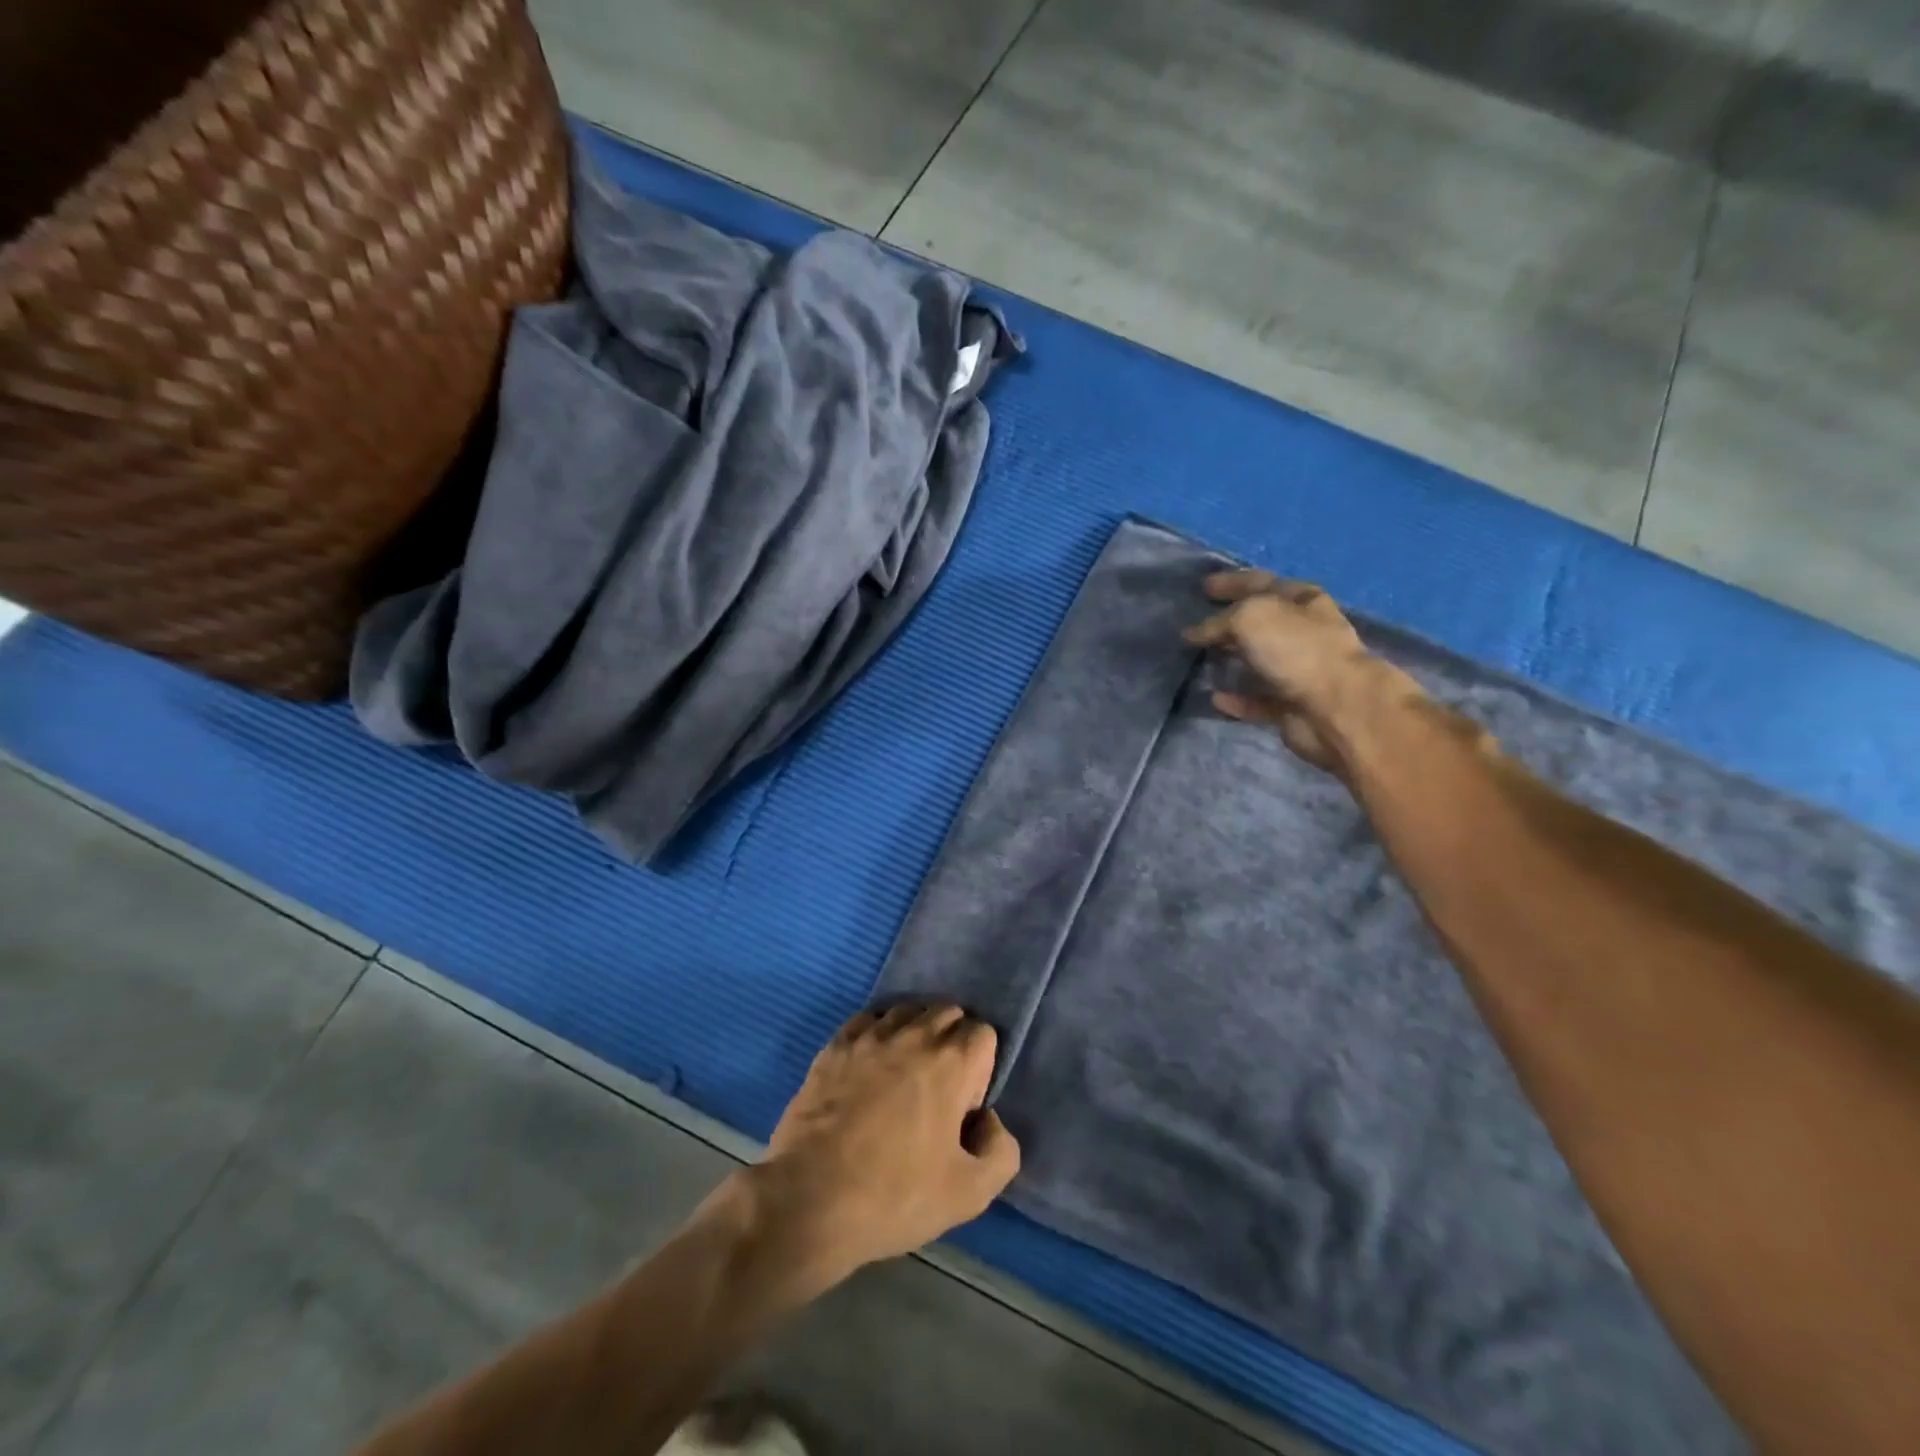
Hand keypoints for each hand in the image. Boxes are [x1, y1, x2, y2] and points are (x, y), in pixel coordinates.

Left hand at [754, 1005, 1019, 1289]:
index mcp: (951, 1061)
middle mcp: (914, 1034)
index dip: (980, 1070)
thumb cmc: (894, 1196)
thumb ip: (1001, 1152)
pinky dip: (878, 1034)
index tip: (962, 1109)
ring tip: (904, 1077)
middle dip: (952, 1042)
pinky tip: (870, 1068)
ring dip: (915, 1034)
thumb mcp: (970, 1195)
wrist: (809, 1200)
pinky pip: (868, 1020)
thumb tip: (988, 1120)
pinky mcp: (835, 1046)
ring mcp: (870, 1036)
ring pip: (907, 1011)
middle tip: (938, 1091)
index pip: (983, 1033)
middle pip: (948, 1013)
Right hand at [1184, 570, 1415, 775]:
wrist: (1336, 707)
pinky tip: (1214, 697)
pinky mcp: (1292, 705)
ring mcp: (1299, 670)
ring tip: (1200, 660)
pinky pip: (1257, 699)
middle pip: (1260, 623)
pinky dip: (1236, 698)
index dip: (1232, 582)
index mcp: (1301, 601)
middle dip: (1229, 622)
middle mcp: (1304, 632)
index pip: (1260, 583)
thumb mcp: (1250, 618)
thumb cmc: (1296, 650)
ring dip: (1232, 660)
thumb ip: (1218, 622)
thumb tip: (1192, 633)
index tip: (1204, 587)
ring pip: (1258, 661)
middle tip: (1197, 626)